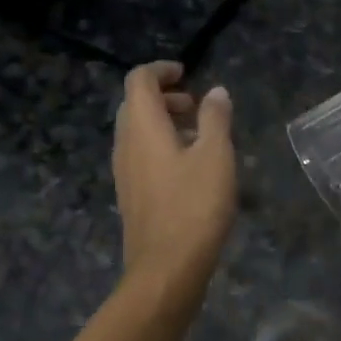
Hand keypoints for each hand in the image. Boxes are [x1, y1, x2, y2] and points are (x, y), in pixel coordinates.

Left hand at [112, 62, 236, 309]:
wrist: (165, 270)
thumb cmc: (194, 206)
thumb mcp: (215, 156)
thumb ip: (215, 118)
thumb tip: (216, 92)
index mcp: (142, 126)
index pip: (139, 79)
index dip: (161, 70)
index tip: (187, 74)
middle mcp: (126, 143)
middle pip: (135, 104)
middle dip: (165, 96)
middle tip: (196, 106)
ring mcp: (124, 171)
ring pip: (137, 131)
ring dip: (164, 122)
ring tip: (199, 136)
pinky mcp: (130, 194)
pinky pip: (140, 154)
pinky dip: (160, 146)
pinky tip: (190, 168)